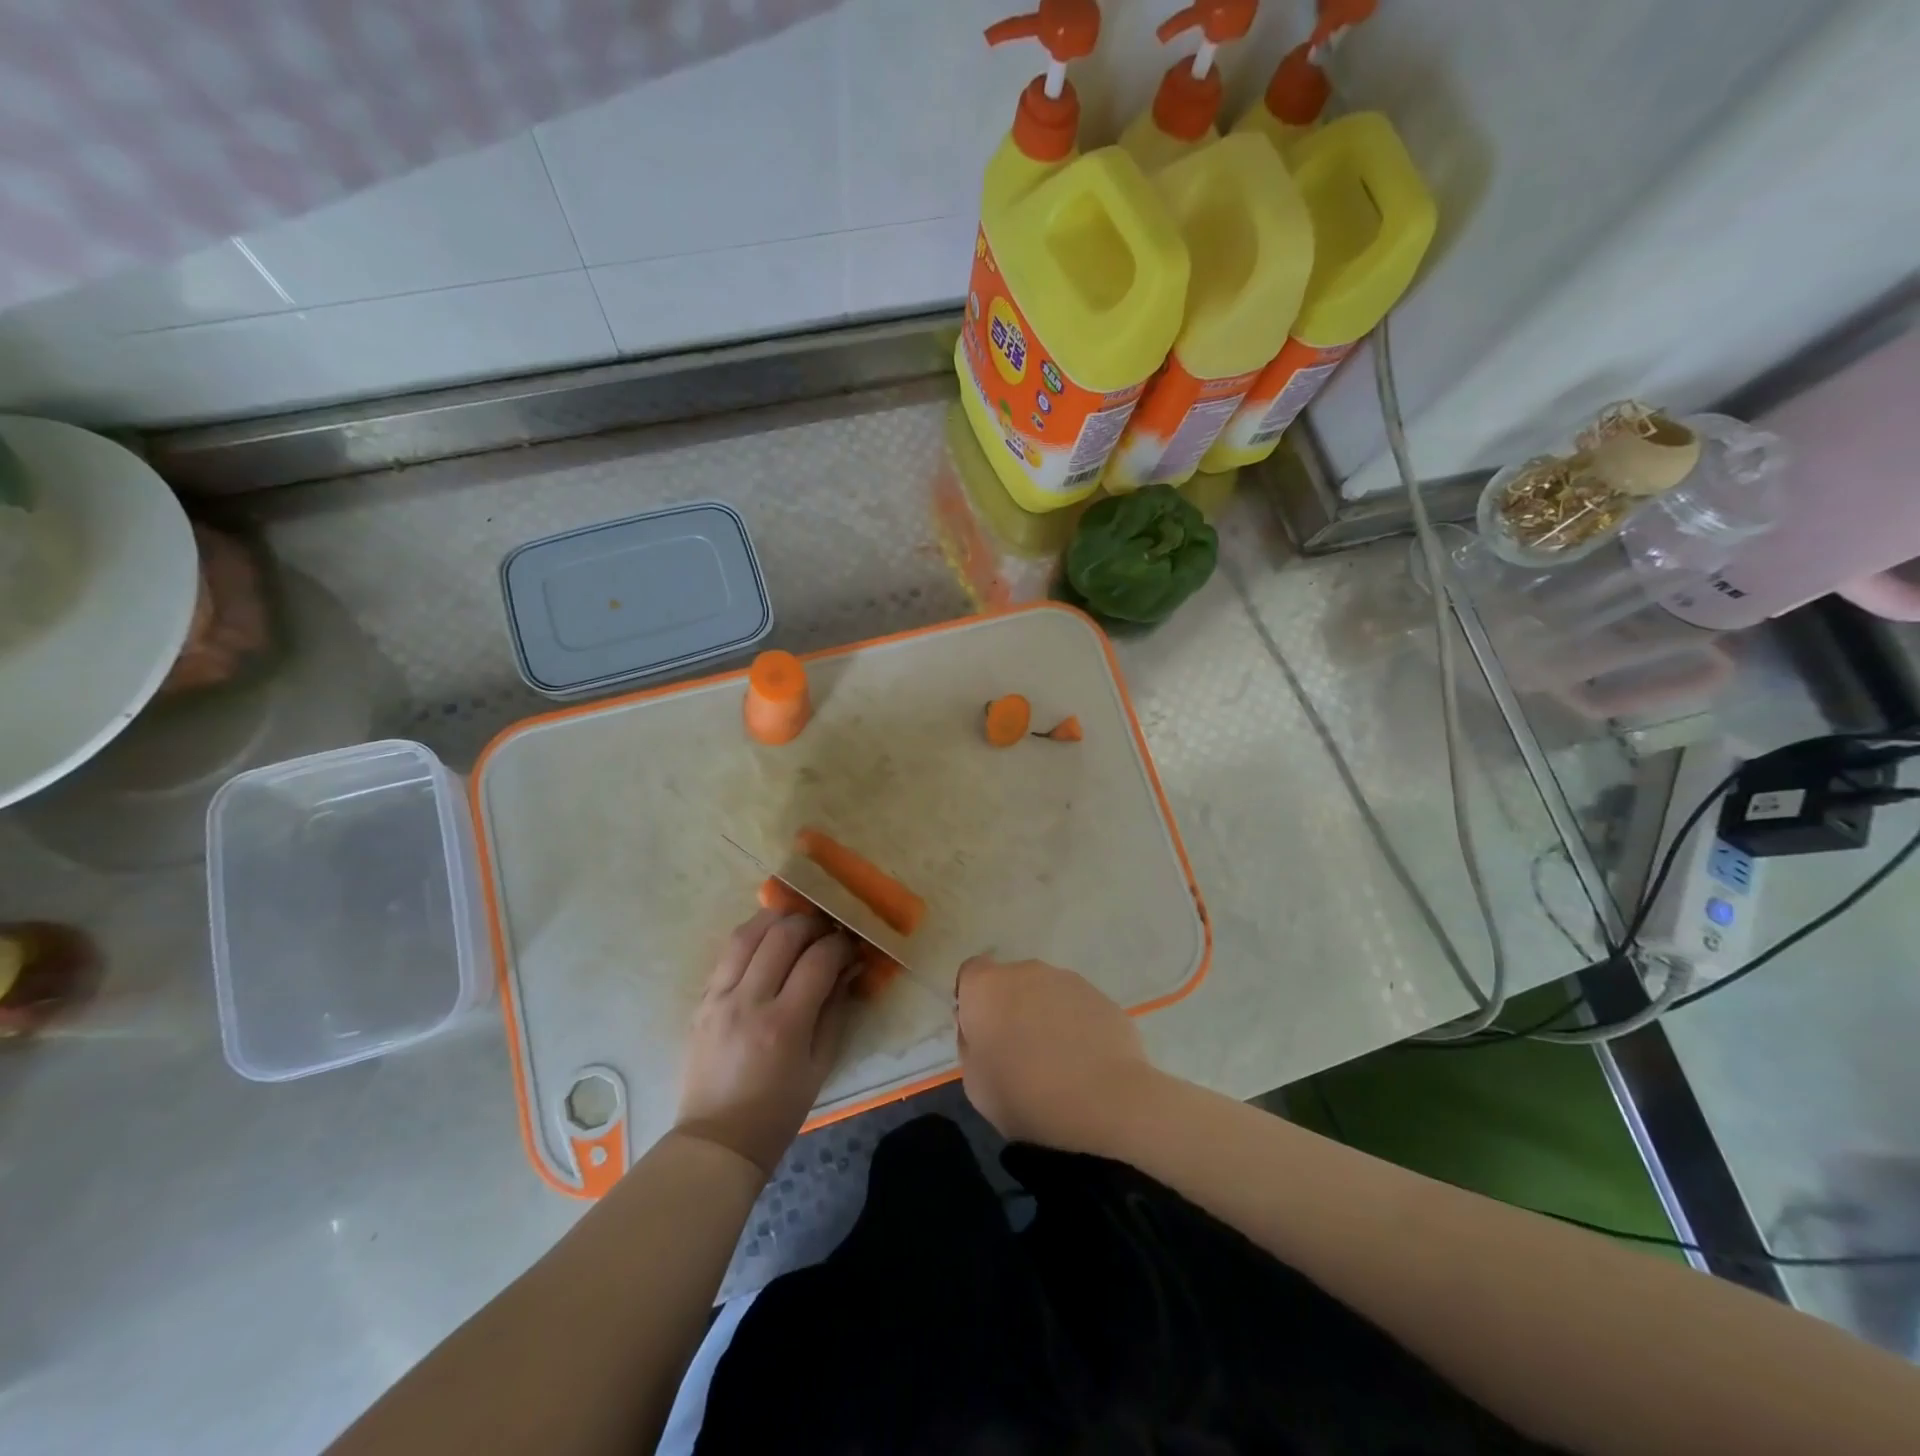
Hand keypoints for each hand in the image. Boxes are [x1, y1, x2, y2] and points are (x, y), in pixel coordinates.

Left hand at [674, 910, 858, 1176]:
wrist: (717, 1140)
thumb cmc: (778, 1111)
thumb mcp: (820, 1065)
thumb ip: (835, 1010)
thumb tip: (848, 967)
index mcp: (784, 1024)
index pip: (819, 960)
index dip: (840, 944)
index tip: (851, 946)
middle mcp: (749, 1002)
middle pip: (783, 935)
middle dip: (812, 923)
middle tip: (827, 930)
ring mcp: (719, 998)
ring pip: (748, 934)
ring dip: (777, 920)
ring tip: (796, 924)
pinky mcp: (702, 1000)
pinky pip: (728, 954)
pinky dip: (752, 938)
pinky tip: (767, 941)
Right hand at [955, 955, 1155, 1151]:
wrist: (1104, 1102)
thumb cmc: (1025, 1096)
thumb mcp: (975, 1084)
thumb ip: (971, 1045)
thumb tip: (982, 1030)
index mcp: (987, 987)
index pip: (971, 973)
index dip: (973, 1000)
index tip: (981, 1032)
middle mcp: (1026, 971)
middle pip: (1011, 982)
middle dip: (1011, 1007)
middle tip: (1019, 1052)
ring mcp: (1068, 980)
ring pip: (1047, 993)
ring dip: (1045, 1016)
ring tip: (1058, 1062)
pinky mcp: (1102, 997)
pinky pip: (1078, 1008)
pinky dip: (1077, 1027)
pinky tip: (1086, 1064)